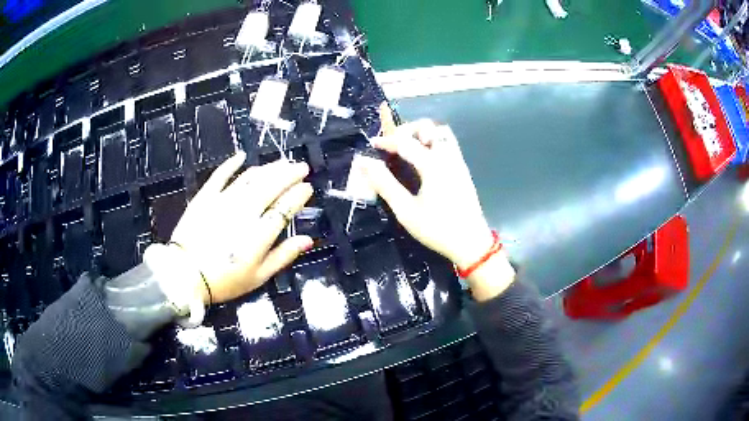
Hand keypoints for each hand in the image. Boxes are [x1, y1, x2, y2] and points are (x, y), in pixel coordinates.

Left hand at [169, 152, 312, 303]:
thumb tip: (308, 240)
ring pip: (250, 178)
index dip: (298, 195)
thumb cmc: (224, 281)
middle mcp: (244, 212)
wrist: (184, 276)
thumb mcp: (258, 277)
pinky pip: (220, 175)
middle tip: (301, 167)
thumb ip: (284, 256)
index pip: (284, 208)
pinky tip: (242, 156)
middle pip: (270, 186)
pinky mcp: (205, 197)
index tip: (307, 188)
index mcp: (259, 234)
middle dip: (289, 174)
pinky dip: (231, 164)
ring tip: (281, 162)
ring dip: (268, 168)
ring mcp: (223, 201)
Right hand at [361, 120, 514, 299]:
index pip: (406, 142)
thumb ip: (385, 184)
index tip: (372, 144)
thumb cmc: (437, 229)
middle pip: (428, 127)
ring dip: (424, 133)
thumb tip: (365, 164)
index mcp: (433, 165)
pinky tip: (425, 159)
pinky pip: (449, 144)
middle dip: (408, 130)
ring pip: (442, 133)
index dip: (387, 141)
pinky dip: (434, 142)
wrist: (471, 243)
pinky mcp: (463, 169)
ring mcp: (458, 162)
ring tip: (410, 147)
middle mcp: (448, 157)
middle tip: (394, 144)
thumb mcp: (406, 211)